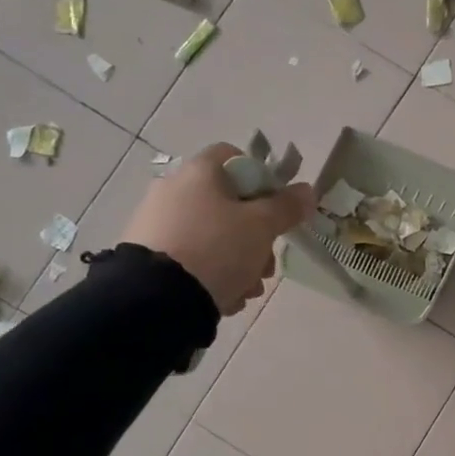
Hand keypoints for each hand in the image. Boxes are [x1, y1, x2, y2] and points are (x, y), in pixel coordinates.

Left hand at [120, 143, 315, 314]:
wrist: (155, 299)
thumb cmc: (216, 248)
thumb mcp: (262, 227)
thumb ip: (287, 207)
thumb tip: (307, 190)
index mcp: (198, 173)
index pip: (234, 156)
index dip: (261, 177)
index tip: (276, 207)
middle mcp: (173, 190)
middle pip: (228, 204)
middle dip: (256, 236)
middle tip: (267, 264)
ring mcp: (156, 224)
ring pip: (213, 236)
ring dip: (239, 261)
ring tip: (248, 290)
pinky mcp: (146, 257)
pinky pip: (191, 259)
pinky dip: (211, 275)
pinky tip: (224, 298)